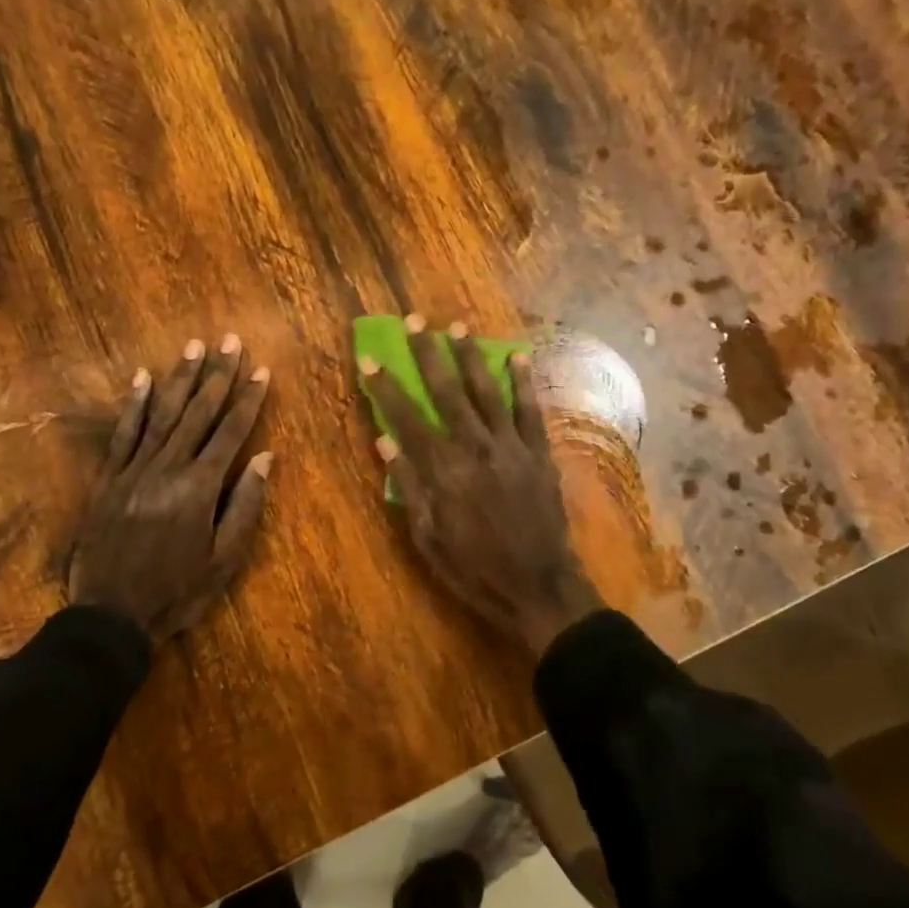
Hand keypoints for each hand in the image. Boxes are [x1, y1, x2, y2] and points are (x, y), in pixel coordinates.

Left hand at [69, 335, 272, 645]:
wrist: (111, 615)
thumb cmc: (177, 591)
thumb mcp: (224, 559)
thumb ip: (245, 505)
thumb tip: (263, 457)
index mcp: (200, 487)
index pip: (230, 432)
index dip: (248, 400)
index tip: (261, 370)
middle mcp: (168, 468)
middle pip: (198, 413)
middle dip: (218, 375)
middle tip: (230, 341)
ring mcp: (135, 470)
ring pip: (163, 414)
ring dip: (181, 378)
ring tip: (194, 346)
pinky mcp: (109, 478)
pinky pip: (123, 433)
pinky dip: (134, 404)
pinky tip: (143, 377)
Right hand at [363, 316, 600, 656]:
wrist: (537, 586)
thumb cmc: (473, 567)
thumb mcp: (427, 536)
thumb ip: (408, 484)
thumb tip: (384, 439)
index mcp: (442, 470)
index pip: (406, 417)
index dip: (385, 386)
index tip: (369, 358)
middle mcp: (475, 447)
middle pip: (446, 391)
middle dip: (427, 354)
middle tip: (414, 321)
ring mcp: (511, 446)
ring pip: (487, 391)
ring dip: (470, 356)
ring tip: (456, 326)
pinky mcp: (539, 452)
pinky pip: (530, 409)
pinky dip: (524, 381)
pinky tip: (517, 355)